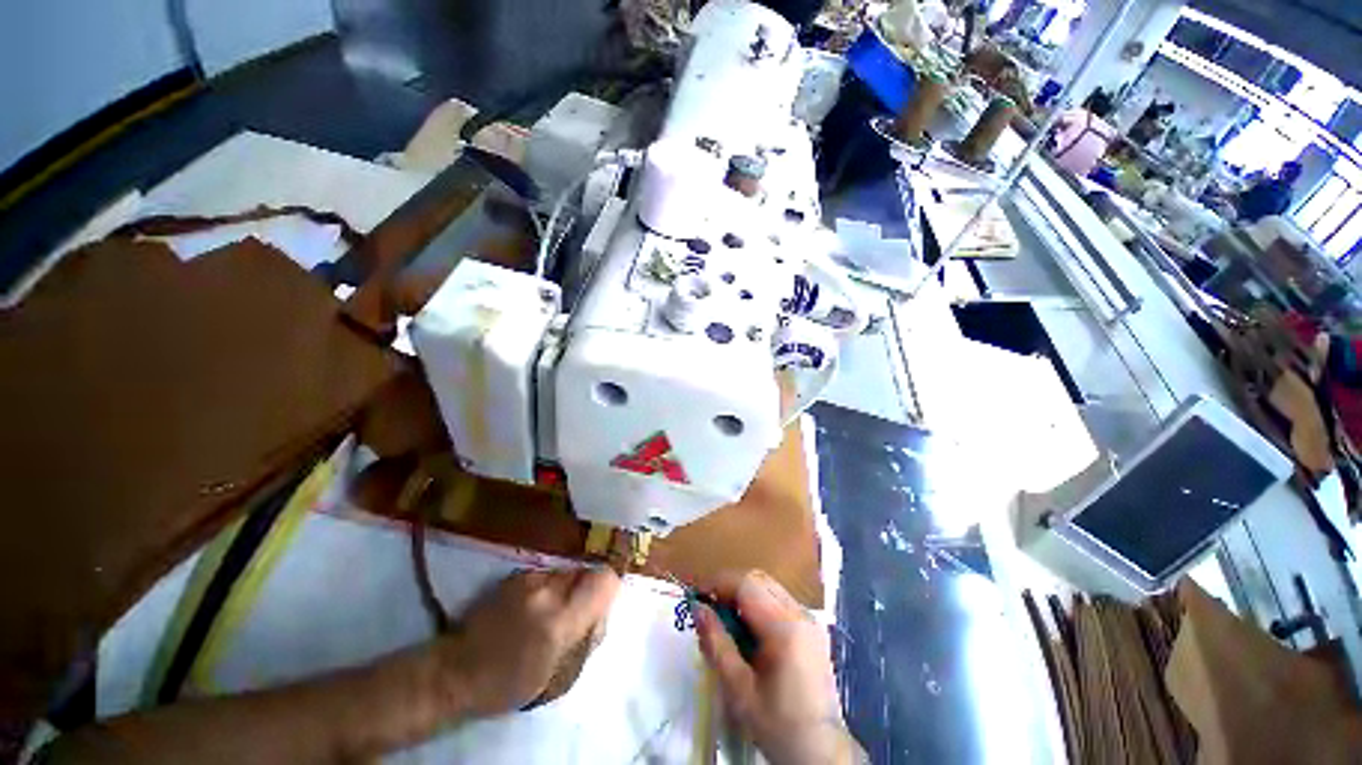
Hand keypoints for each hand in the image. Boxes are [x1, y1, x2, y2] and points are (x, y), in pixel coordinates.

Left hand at [442, 567, 619, 716]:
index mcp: (561, 621)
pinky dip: (547, 586)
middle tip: (572, 612)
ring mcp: (530, 579)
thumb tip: (603, 610)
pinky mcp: (515, 575)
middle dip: (585, 589)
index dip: (608, 588)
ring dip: (565, 587)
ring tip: (547, 610)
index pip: (605, 580)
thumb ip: (589, 635)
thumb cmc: (510, 682)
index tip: (600, 603)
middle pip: (586, 572)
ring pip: (565, 571)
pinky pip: (546, 573)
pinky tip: (531, 606)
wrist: (458, 671)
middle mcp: (548, 592)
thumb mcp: (560, 673)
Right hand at [695, 570, 859, 764]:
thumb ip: (716, 644)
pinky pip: (780, 600)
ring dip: (744, 594)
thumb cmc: (777, 724)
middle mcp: (801, 614)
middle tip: (711, 609)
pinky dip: (759, 604)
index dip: (719, 583)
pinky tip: (750, 631)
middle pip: (759, 580)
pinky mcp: (812, 627)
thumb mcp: (739, 690)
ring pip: (769, 587)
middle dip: (730, 587)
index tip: (698, 596)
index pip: (747, 584)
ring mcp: (810, 619)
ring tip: (728, 620)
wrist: (820, 751)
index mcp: (785, 628)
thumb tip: (697, 609)